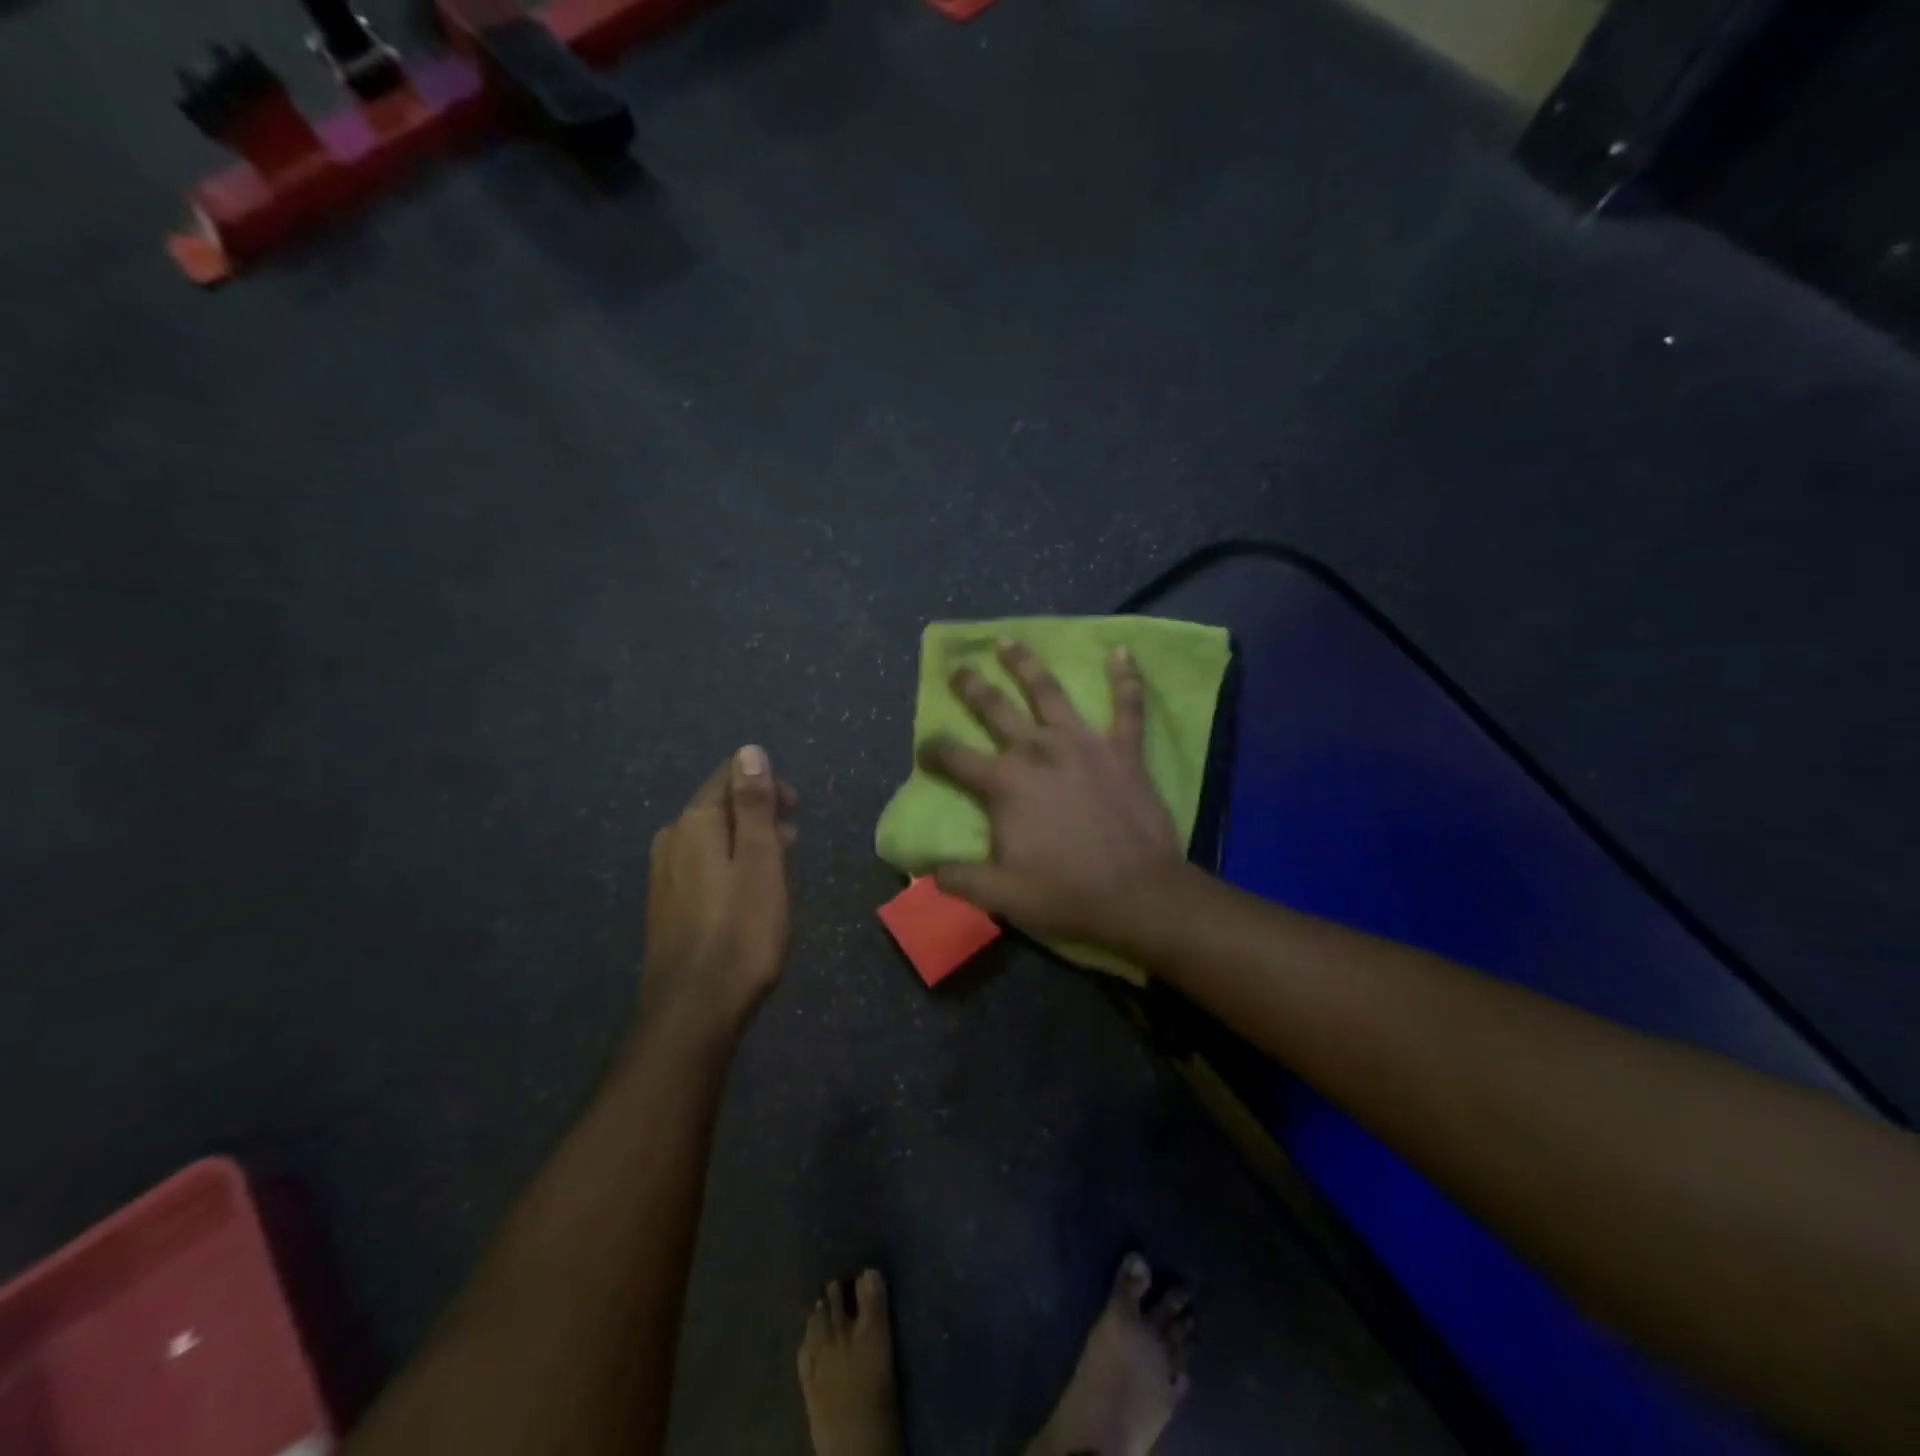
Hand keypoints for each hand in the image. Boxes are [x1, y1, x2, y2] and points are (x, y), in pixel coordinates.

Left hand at [639, 746, 797, 1037]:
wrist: (694, 1008)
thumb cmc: (742, 929)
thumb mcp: (761, 859)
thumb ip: (754, 804)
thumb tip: (749, 751)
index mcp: (694, 822)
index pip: (729, 777)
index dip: (766, 785)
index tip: (796, 810)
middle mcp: (671, 839)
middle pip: (718, 807)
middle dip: (758, 814)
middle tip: (794, 840)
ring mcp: (663, 874)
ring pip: (711, 839)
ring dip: (746, 841)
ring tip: (779, 866)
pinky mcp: (664, 905)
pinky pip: (701, 867)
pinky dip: (729, 866)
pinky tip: (747, 893)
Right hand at [920, 640, 1181, 943]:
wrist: (1140, 896)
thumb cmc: (1067, 894)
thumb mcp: (1001, 895)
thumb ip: (959, 877)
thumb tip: (925, 868)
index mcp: (1005, 784)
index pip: (955, 757)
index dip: (934, 750)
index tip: (925, 748)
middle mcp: (1039, 751)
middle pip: (996, 710)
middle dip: (973, 688)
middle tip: (958, 668)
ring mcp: (1084, 744)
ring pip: (1049, 692)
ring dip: (1026, 664)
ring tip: (1008, 641)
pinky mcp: (1124, 750)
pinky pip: (1128, 706)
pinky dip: (1126, 678)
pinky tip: (1121, 651)